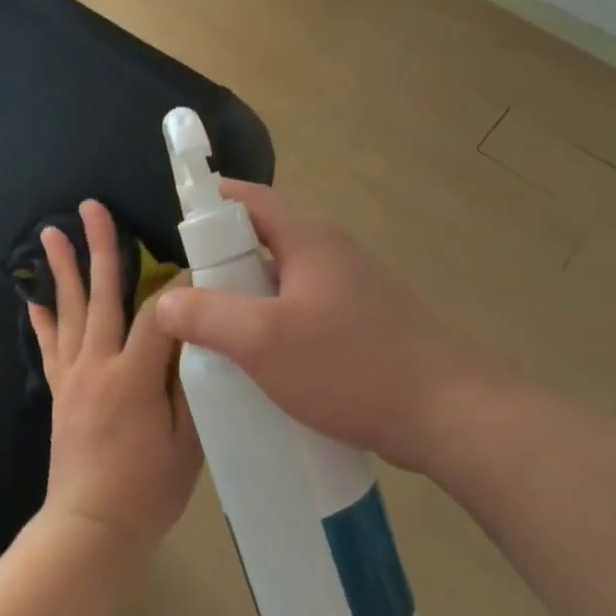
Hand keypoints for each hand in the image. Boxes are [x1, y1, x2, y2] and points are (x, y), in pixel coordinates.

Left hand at [28, 201, 201, 555]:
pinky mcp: (59, 393)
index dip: (180, 284)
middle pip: (101, 296)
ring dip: (61, 271)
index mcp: (133, 377)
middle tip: (91, 207)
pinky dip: (42, 320)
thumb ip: (191, 387)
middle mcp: (96, 366)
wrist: (91, 527)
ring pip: (68, 313)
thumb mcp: (188, 444)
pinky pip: (49, 348)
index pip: (160, 314)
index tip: (196, 255)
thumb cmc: (147, 491)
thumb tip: (198, 340)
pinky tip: (32, 298)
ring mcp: (72, 378)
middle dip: (100, 248)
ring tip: (50, 233)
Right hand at [154, 181, 506, 471]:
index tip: (174, 228)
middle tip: (185, 294)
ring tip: (213, 331)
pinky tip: (260, 362)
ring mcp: (353, 291)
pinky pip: (304, 311)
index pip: (250, 200)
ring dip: (247, 298)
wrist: (449, 415)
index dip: (209, 203)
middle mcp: (333, 254)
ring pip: (283, 281)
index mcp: (310, 240)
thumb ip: (207, 315)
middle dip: (221, 262)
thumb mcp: (264, 341)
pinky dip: (274, 324)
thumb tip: (166, 302)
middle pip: (264, 240)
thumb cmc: (351, 367)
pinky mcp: (364, 325)